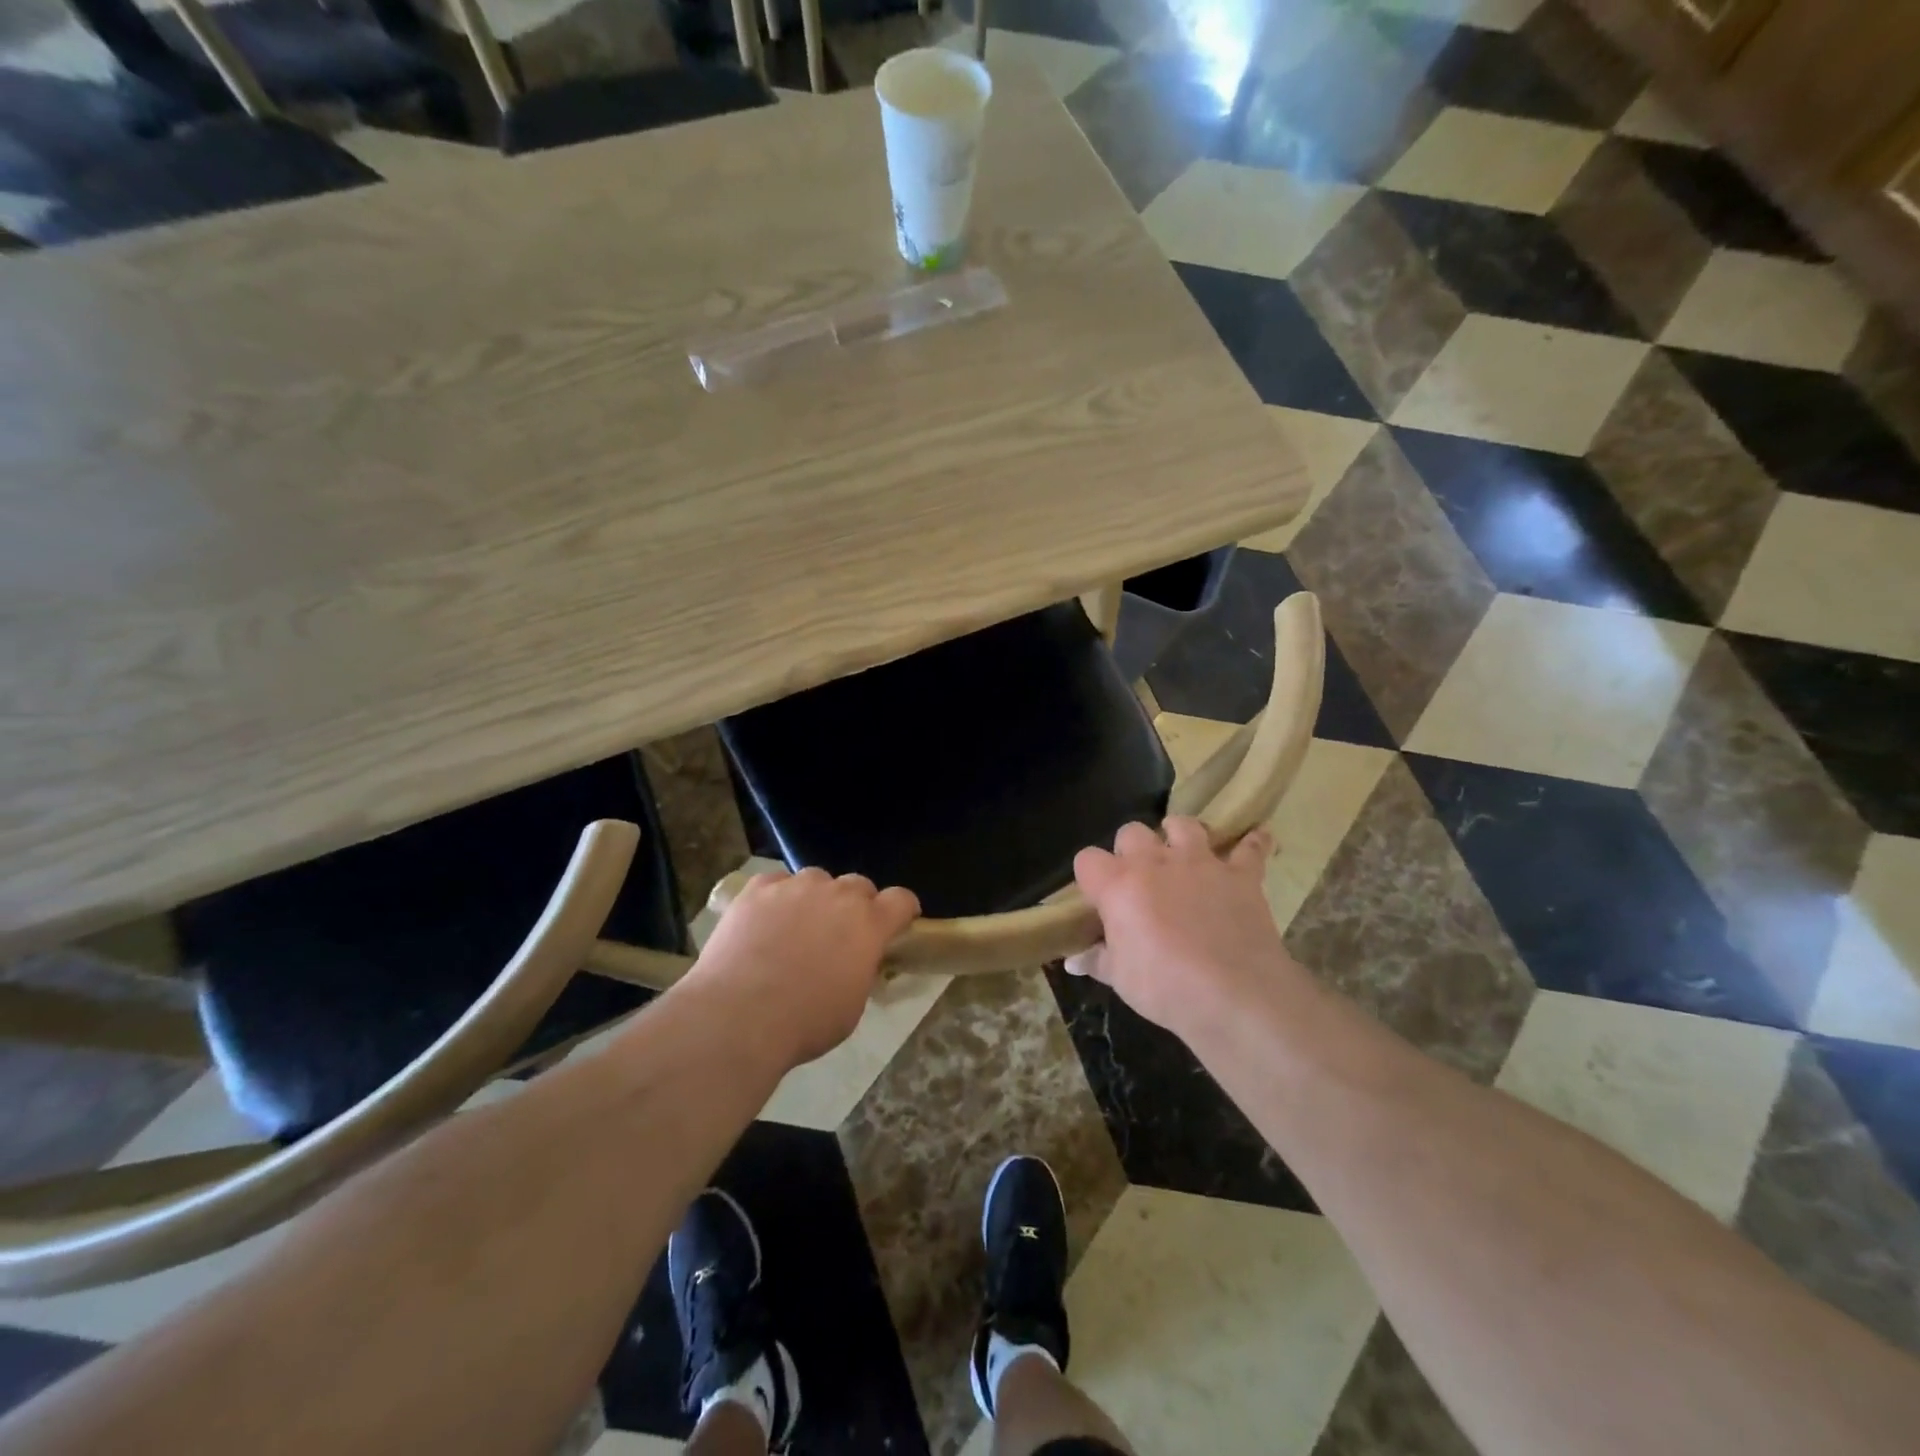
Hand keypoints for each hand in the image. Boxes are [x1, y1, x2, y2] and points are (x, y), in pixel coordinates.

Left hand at [688, 868, 920, 1067]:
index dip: (902, 910)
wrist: (738, 1016)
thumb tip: (856, 962)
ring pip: (816, 879)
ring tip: (796, 926)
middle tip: (840, 933)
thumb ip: (861, 971)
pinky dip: (776, 897)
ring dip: (815, 898)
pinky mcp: (758, 889)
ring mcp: (795, 887)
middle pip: (858, 885)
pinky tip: (764, 922)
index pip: (901, 900)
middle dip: (856, 905)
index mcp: (869, 924)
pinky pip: (776, 883)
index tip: (898, 923)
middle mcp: (837, 895)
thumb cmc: (804, 1023)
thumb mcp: (852, 1006)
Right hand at [1068, 818, 1304, 1042]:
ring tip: (1182, 853)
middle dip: (1131, 850)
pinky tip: (1255, 841)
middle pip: (1131, 832)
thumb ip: (1097, 960)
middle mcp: (1155, 862)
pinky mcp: (1240, 875)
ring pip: (1184, 825)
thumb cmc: (1165, 987)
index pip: (1087, 860)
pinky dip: (1252, 844)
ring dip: (1180, 835)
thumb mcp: (1120, 979)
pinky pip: (1250, 848)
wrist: (1234, 995)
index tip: (1098, 898)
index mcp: (1118, 885)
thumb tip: (1074, 961)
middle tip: (1139, 880)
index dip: (1090, 876)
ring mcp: (1200, 863)